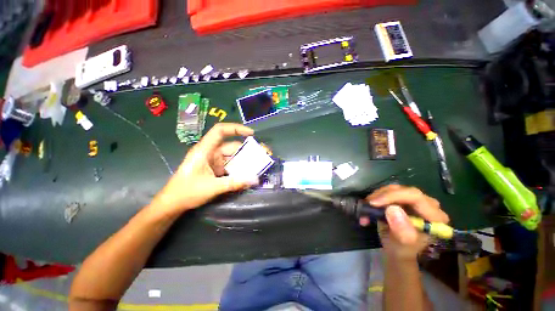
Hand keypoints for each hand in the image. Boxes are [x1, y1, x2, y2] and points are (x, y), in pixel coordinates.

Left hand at [151, 123, 258, 214]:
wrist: (172, 204)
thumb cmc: (186, 192)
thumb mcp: (212, 187)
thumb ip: (234, 183)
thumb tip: (255, 179)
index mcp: (205, 150)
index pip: (220, 131)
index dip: (236, 129)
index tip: (252, 134)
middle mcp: (210, 152)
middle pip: (231, 146)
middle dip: (247, 150)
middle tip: (262, 155)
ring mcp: (213, 161)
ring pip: (232, 157)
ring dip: (244, 161)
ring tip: (258, 166)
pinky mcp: (215, 169)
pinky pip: (230, 165)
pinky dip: (239, 169)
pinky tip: (247, 174)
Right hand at [360, 185, 449, 259]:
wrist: (398, 250)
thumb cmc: (403, 250)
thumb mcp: (402, 245)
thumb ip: (402, 230)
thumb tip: (392, 209)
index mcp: (435, 217)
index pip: (415, 197)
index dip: (393, 196)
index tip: (373, 203)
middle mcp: (428, 205)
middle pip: (403, 191)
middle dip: (382, 196)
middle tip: (367, 205)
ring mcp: (416, 201)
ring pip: (393, 189)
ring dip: (376, 197)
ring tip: (365, 209)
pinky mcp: (404, 200)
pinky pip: (388, 192)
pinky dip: (376, 198)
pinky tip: (368, 207)